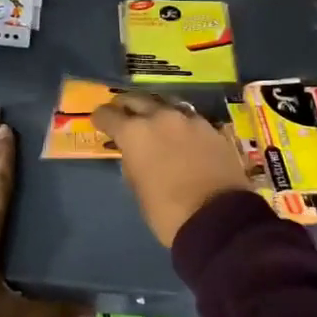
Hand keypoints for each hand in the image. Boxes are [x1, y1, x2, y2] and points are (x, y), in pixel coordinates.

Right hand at [92, 92, 253, 248]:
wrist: (218, 217)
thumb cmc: (167, 210)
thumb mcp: (138, 189)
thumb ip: (132, 163)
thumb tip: (135, 154)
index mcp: (135, 132)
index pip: (108, 115)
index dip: (101, 118)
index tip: (99, 122)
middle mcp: (160, 117)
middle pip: (137, 99)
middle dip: (126, 105)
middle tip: (123, 112)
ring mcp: (189, 120)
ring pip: (166, 104)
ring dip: (155, 110)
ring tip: (153, 120)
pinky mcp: (212, 128)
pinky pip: (189, 118)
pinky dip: (179, 123)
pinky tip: (180, 134)